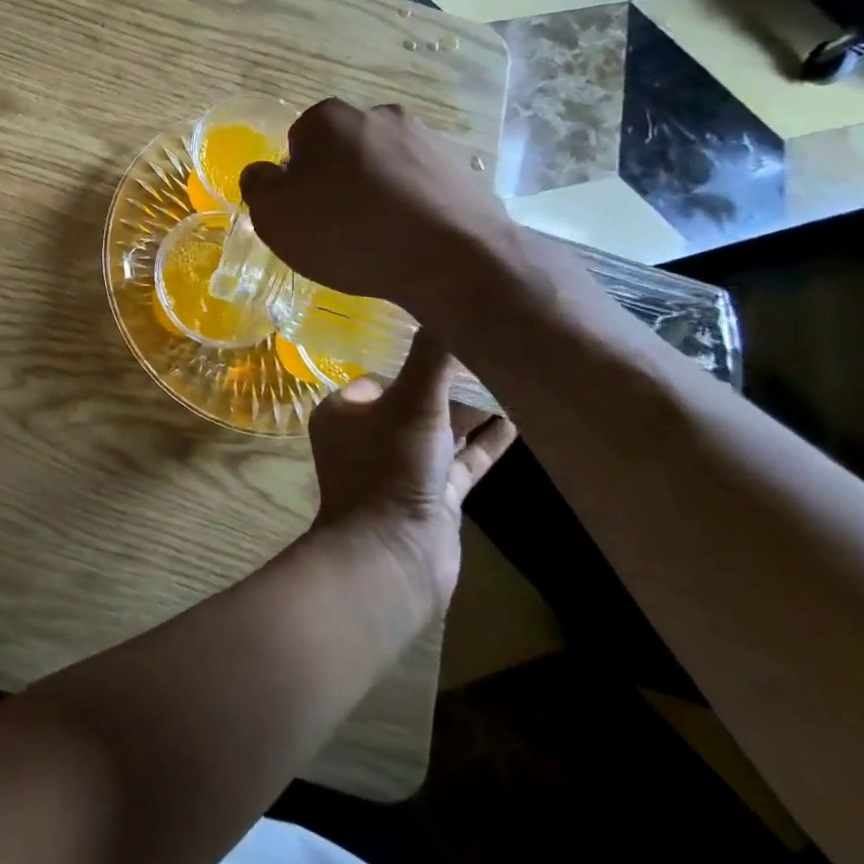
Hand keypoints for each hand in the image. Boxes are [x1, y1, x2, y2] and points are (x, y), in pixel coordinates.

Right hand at [239, 99, 518, 312]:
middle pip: (341, 152)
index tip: (305, 215)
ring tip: (375, 240)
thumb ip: (258, 186)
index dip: (295, 182)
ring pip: (381, 168)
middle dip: (336, 183)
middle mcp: (378, 114)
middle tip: (336, 229)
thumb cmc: (347, 232)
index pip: (296, 144)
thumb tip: (264, 172)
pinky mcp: (458, 169)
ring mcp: (425, 139)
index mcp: (329, 118)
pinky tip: (407, 240)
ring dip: (373, 194)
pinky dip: (408, 207)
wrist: (451, 260)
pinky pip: (416, 186)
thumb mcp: (275, 216)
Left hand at [307, 329, 516, 605]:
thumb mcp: (412, 404)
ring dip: (472, 410)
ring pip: (441, 430)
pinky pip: (462, 459)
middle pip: (415, 399)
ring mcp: (402, 468)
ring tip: (512, 379)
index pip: (382, 373)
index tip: (451, 339)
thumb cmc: (390, 468)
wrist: (394, 557)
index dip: (414, 359)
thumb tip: (450, 306)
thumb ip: (432, 359)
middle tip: (491, 355)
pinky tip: (518, 420)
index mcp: (345, 412)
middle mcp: (368, 436)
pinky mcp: (432, 496)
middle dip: (450, 382)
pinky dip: (485, 441)